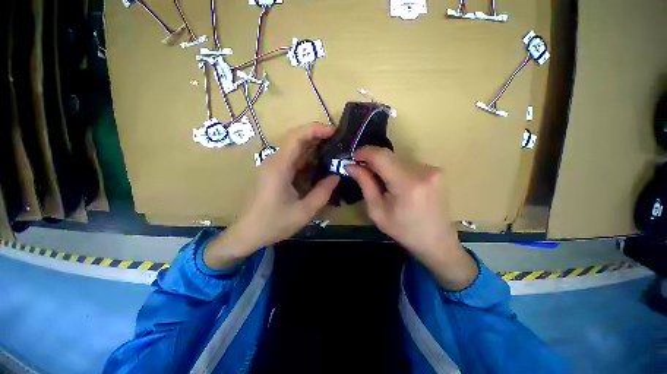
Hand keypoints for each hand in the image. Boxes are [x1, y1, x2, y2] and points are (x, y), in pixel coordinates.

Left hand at [204, 123, 339, 269]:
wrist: (247, 233)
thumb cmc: (273, 223)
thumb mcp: (304, 211)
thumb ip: (322, 192)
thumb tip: (336, 175)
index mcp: (279, 167)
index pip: (296, 137)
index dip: (315, 129)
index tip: (334, 131)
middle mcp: (275, 161)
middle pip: (296, 139)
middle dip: (318, 135)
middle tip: (339, 141)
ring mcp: (274, 166)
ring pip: (295, 148)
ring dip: (314, 146)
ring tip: (334, 150)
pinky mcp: (275, 173)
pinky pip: (293, 159)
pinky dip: (308, 158)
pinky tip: (320, 163)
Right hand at [347, 146, 476, 289]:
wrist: (437, 241)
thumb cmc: (404, 231)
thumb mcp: (377, 211)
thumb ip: (365, 184)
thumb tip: (351, 166)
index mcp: (407, 184)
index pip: (381, 156)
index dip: (364, 152)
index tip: (352, 157)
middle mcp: (422, 170)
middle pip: (389, 155)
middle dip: (372, 158)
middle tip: (360, 168)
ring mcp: (432, 169)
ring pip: (397, 158)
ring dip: (383, 164)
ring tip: (376, 178)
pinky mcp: (435, 171)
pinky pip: (407, 163)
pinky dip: (394, 168)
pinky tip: (392, 181)